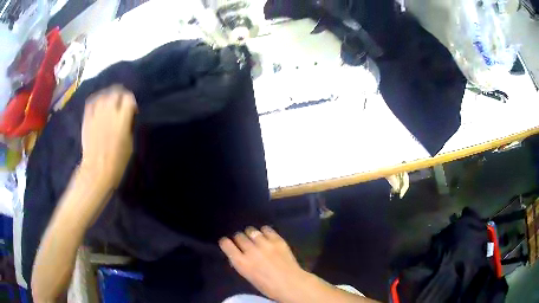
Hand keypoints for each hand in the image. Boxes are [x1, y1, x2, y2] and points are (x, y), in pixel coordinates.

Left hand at [80, 86, 136, 190]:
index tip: (132, 110)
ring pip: (103, 95)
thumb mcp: (129, 144)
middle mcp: (109, 112)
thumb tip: (127, 116)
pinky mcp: (87, 118)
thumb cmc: (117, 162)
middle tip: (121, 103)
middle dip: (120, 95)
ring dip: (108, 96)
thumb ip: (128, 125)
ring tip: (110, 101)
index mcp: (122, 119)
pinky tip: (98, 103)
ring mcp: (96, 114)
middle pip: (116, 93)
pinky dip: (96, 100)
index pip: (128, 98)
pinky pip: (91, 102)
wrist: (97, 171)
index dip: (131, 101)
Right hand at [219, 226, 308, 301]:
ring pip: (251, 231)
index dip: (226, 243)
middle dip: (239, 239)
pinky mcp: (277, 240)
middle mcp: (251, 251)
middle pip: (239, 236)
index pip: (226, 244)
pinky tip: (266, 235)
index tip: (227, 243)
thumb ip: (242, 263)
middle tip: (244, 243)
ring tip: (255, 238)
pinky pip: (266, 229)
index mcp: (242, 263)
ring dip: (251, 234)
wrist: (291, 284)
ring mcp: (265, 244)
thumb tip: (238, 254)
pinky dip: (264, 231)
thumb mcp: (249, 276)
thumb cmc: (268, 286)